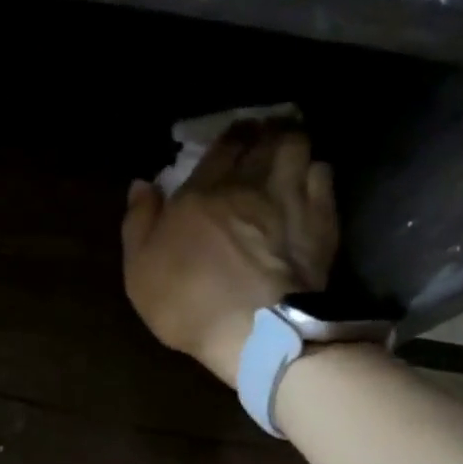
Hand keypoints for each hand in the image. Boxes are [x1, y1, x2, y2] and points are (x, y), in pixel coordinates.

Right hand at [120, 118, 337, 387]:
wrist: (255, 332)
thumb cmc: (187, 302)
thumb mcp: (140, 269)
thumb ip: (139, 222)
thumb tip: (142, 183)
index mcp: (202, 193)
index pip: (221, 148)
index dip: (230, 136)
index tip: (235, 133)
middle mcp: (249, 185)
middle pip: (263, 140)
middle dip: (264, 132)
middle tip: (264, 132)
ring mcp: (290, 199)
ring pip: (298, 148)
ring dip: (291, 144)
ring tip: (289, 149)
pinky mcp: (321, 221)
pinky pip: (324, 176)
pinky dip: (316, 171)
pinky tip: (312, 178)